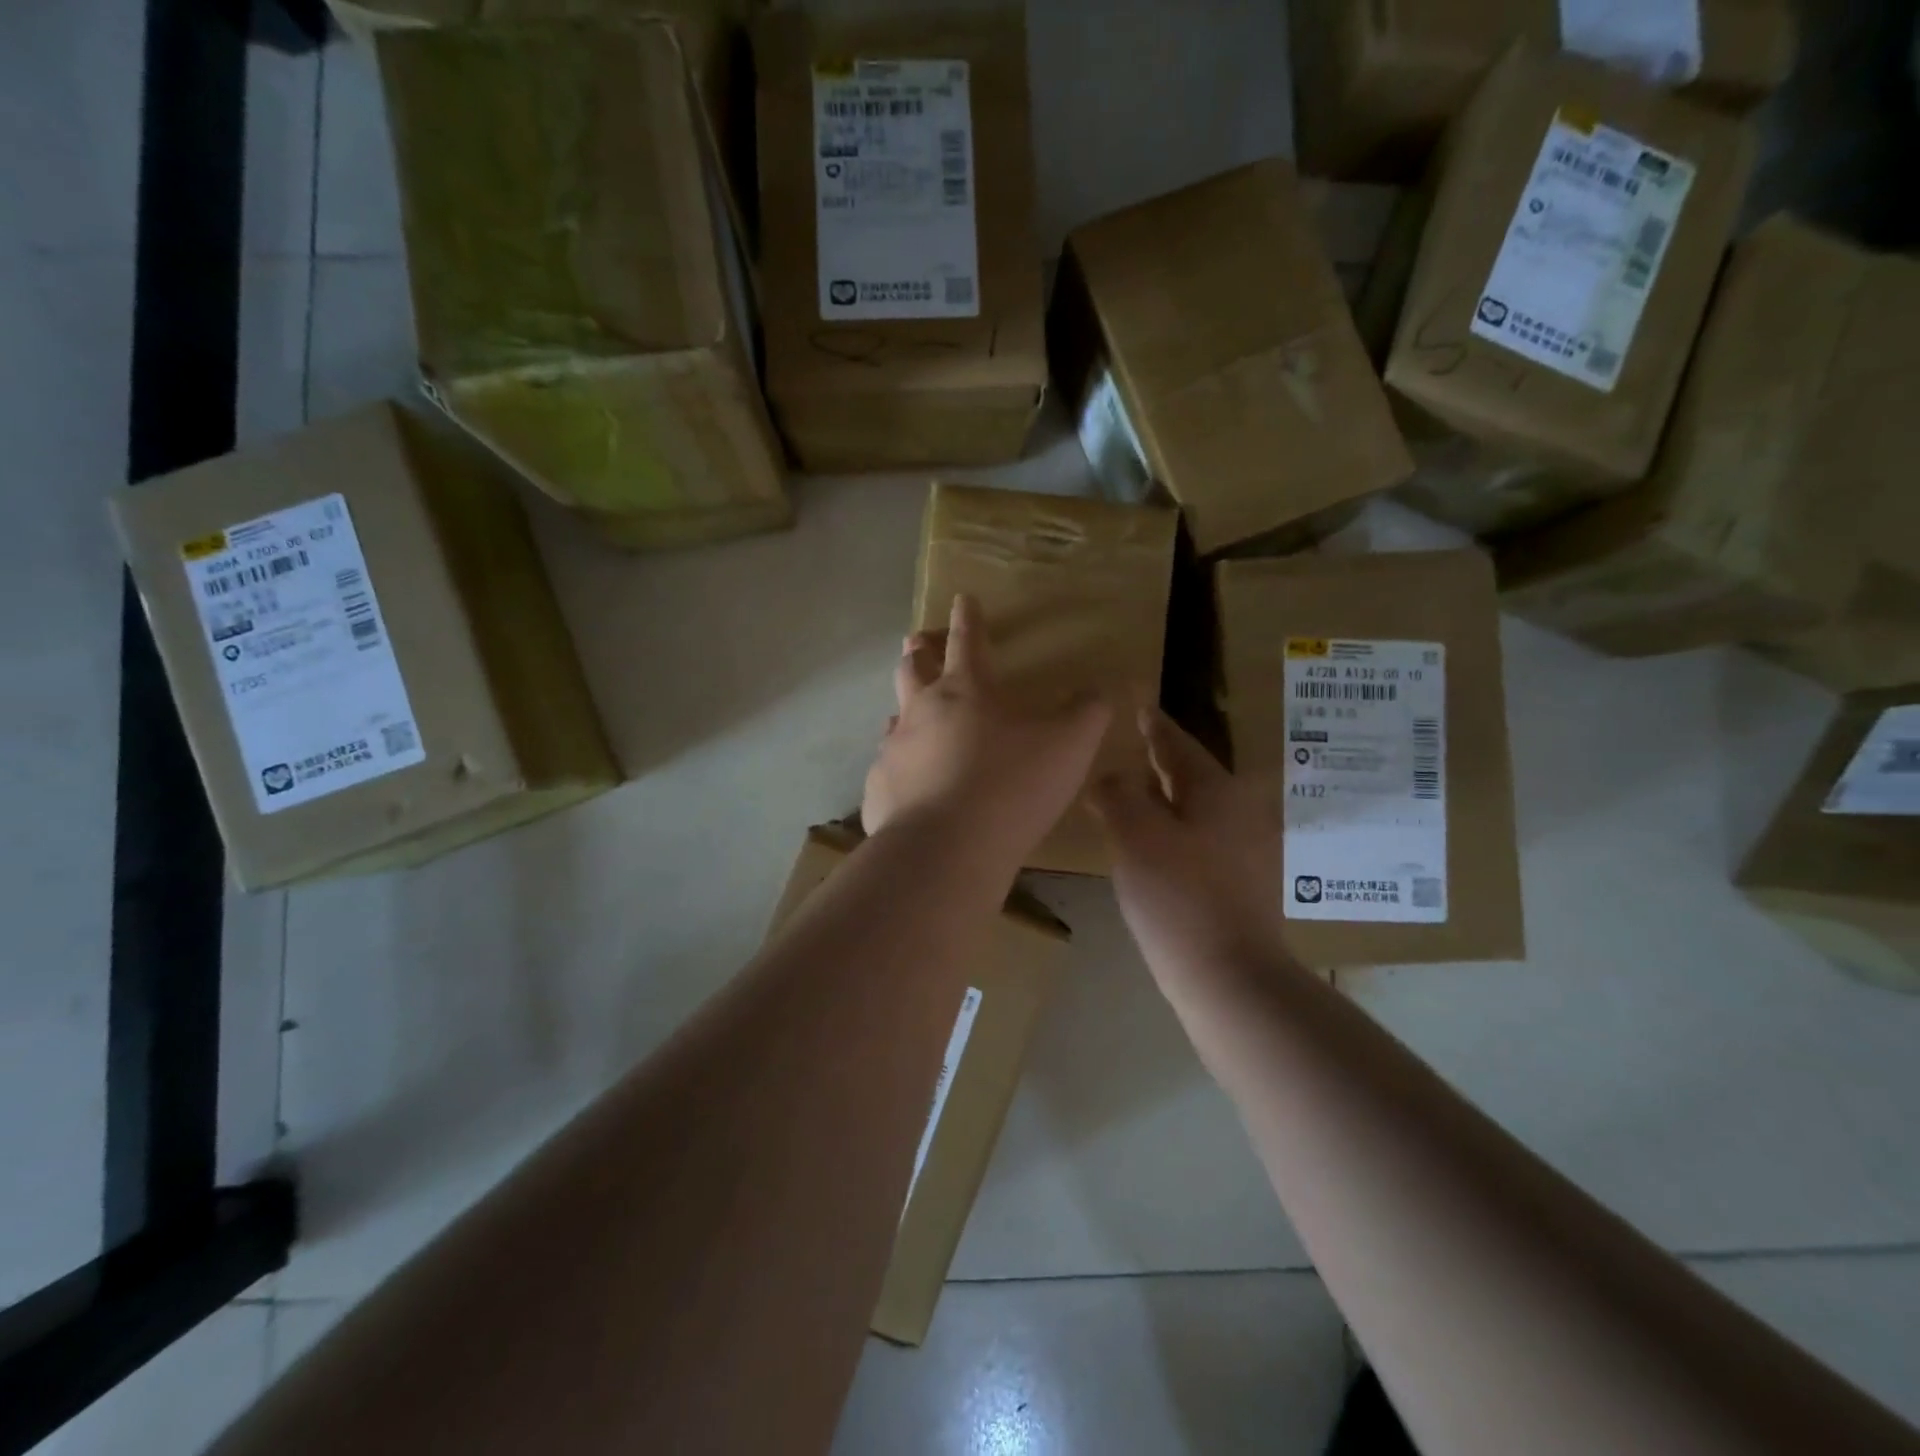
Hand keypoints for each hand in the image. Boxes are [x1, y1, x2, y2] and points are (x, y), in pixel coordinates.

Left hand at [863, 595, 1110, 871]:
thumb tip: (1100, 690)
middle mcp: (921, 711)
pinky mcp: (879, 791)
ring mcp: (894, 751)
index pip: (967, 640)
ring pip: (895, 717)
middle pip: (913, 669)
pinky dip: (899, 770)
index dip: (967, 617)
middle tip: (918, 643)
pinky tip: (908, 787)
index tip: (962, 598)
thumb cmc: (1012, 786)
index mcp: (966, 690)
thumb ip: (1088, 713)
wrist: (947, 848)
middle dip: (919, 651)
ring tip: (911, 715)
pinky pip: (887, 772)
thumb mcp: (1069, 746)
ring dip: (904, 710)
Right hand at [1092, 707, 1290, 974]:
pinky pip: (1198, 840)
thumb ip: (1118, 794)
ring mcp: (1243, 852)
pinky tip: (1149, 846)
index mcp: (1216, 791)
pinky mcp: (1238, 886)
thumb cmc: (1178, 897)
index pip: (1178, 745)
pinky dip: (1170, 831)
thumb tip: (1110, 777)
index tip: (1140, 707)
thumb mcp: (1135, 836)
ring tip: (1131, 793)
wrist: (1228, 977)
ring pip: (1195, 810)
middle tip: (1133, 745)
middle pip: (1191, 776)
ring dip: (1163, 798)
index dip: (1155, 726)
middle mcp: (1238, 813)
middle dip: (1160, 761)